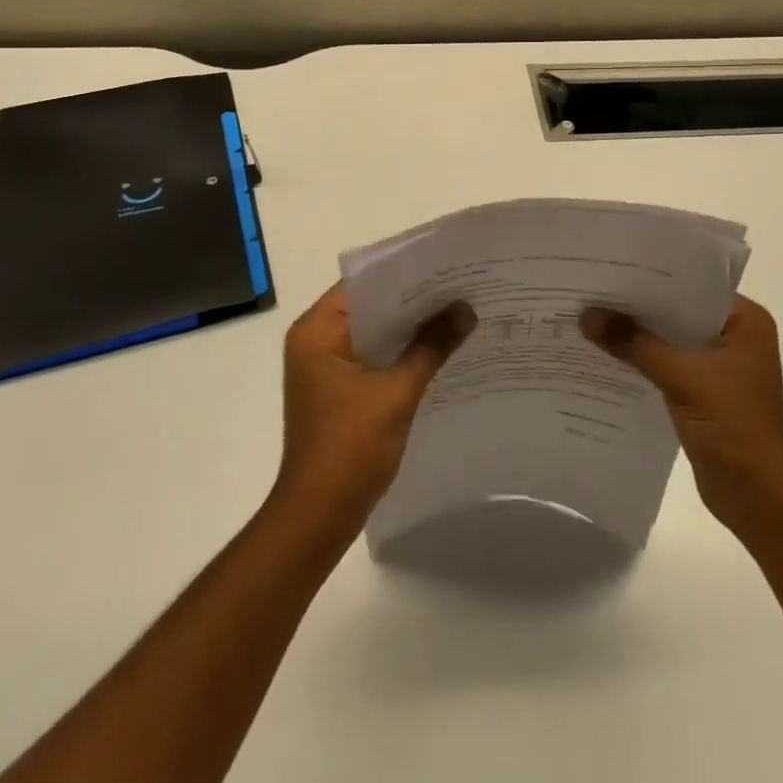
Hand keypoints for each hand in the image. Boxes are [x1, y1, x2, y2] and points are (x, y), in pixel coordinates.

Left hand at [273, 283, 473, 535]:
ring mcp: (326, 368)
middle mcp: (316, 341)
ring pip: (376, 334)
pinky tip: (440, 351)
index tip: (444, 266)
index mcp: (316, 331)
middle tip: (460, 286)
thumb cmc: (349, 448)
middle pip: (370, 307)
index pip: (363, 284)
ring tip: (458, 313)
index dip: (403, 273)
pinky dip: (402, 354)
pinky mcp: (340, 391)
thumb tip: (466, 310)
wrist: (319, 517)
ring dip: (410, 329)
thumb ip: (431, 346)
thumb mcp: (396, 392)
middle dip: (414, 302)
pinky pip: (375, 358)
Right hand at [582, 295, 782, 541]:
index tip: (610, 264)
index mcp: (745, 321)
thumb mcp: (684, 377)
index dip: (652, 275)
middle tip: (591, 287)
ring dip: (636, 334)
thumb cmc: (735, 427)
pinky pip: (666, 364)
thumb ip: (635, 343)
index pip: (692, 283)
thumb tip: (587, 315)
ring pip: (669, 338)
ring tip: (590, 316)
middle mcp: (734, 336)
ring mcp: (718, 366)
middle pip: (677, 310)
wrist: (761, 501)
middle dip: (638, 305)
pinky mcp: (702, 392)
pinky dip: (641, 360)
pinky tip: (605, 354)